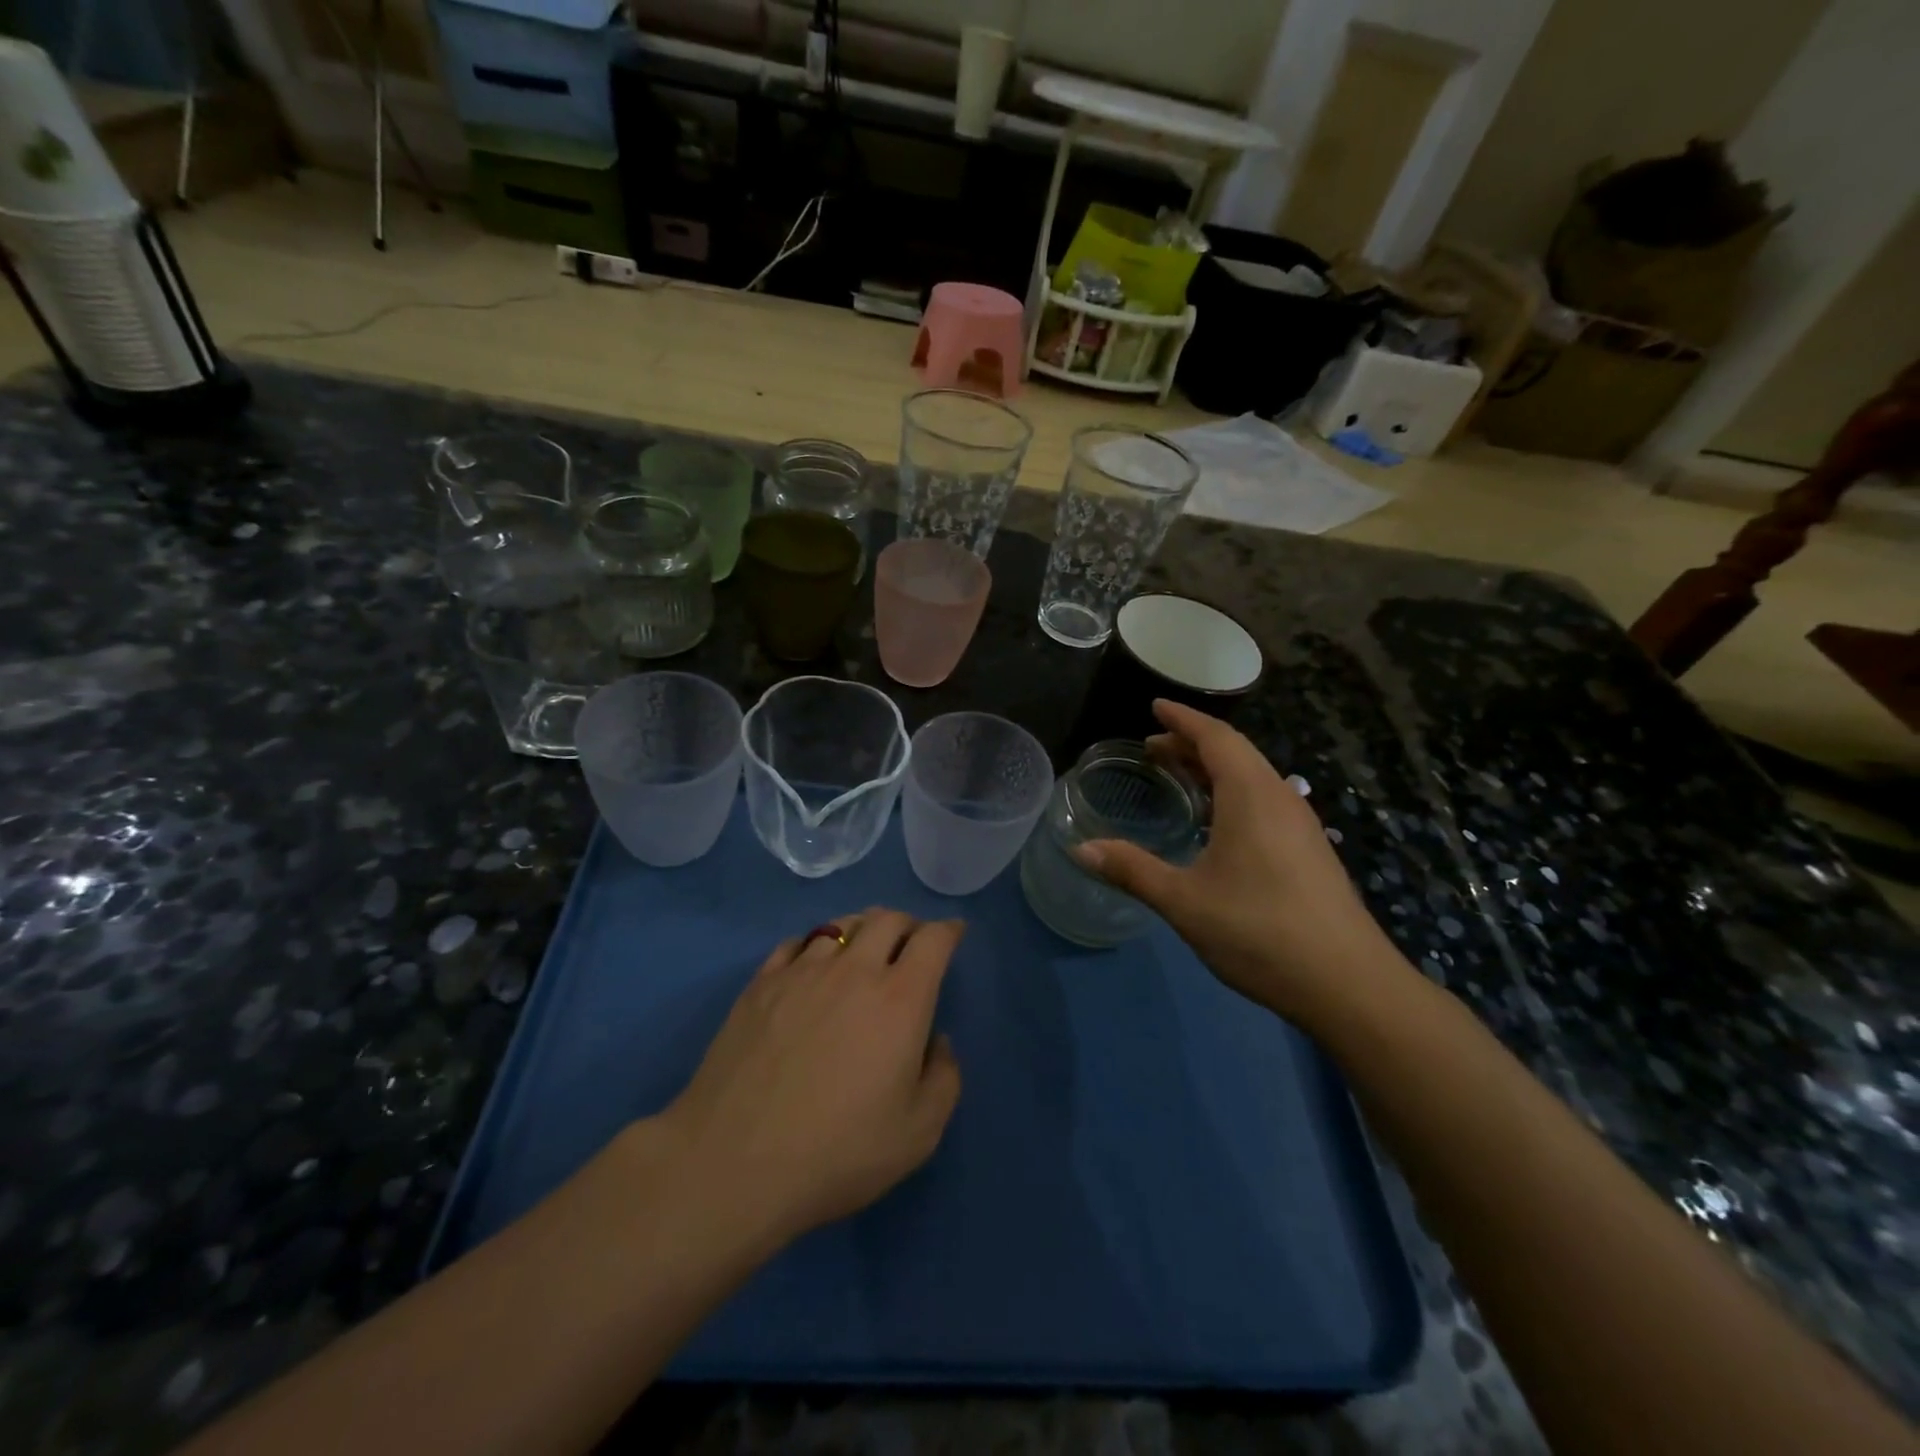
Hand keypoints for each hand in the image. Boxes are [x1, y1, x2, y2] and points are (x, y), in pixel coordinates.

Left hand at [659, 910, 962, 1251]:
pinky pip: (795, 943)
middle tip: (911, 942)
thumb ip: (943, 1079)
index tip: (954, 933)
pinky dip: (814, 944)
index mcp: (900, 998)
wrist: (734, 1162)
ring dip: (861, 928)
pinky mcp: (760, 984)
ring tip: (863, 947)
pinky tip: (810, 964)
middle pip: (887, 919)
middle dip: (908, 924)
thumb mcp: (917, 1134)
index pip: (933, 939)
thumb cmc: (837, 1151)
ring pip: (840, 924)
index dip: (949, 930)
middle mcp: (854, 970)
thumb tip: (937, 1041)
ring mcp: (801, 972)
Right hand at [1075, 701, 1394, 1021]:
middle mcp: (1281, 799)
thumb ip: (1132, 870)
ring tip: (1179, 779)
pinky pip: (1265, 802)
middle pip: (1235, 754)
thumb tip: (1081, 849)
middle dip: (1192, 744)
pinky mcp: (1310, 852)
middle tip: (1153, 749)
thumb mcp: (1184, 901)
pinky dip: (1232, 794)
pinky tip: (1216, 824)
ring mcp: (1301, 826)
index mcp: (1252, 796)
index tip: (1155, 705)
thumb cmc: (1260, 932)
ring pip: (1253, 779)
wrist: (1349, 986)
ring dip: (1214, 770)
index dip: (1183, 719)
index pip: (1215, 737)